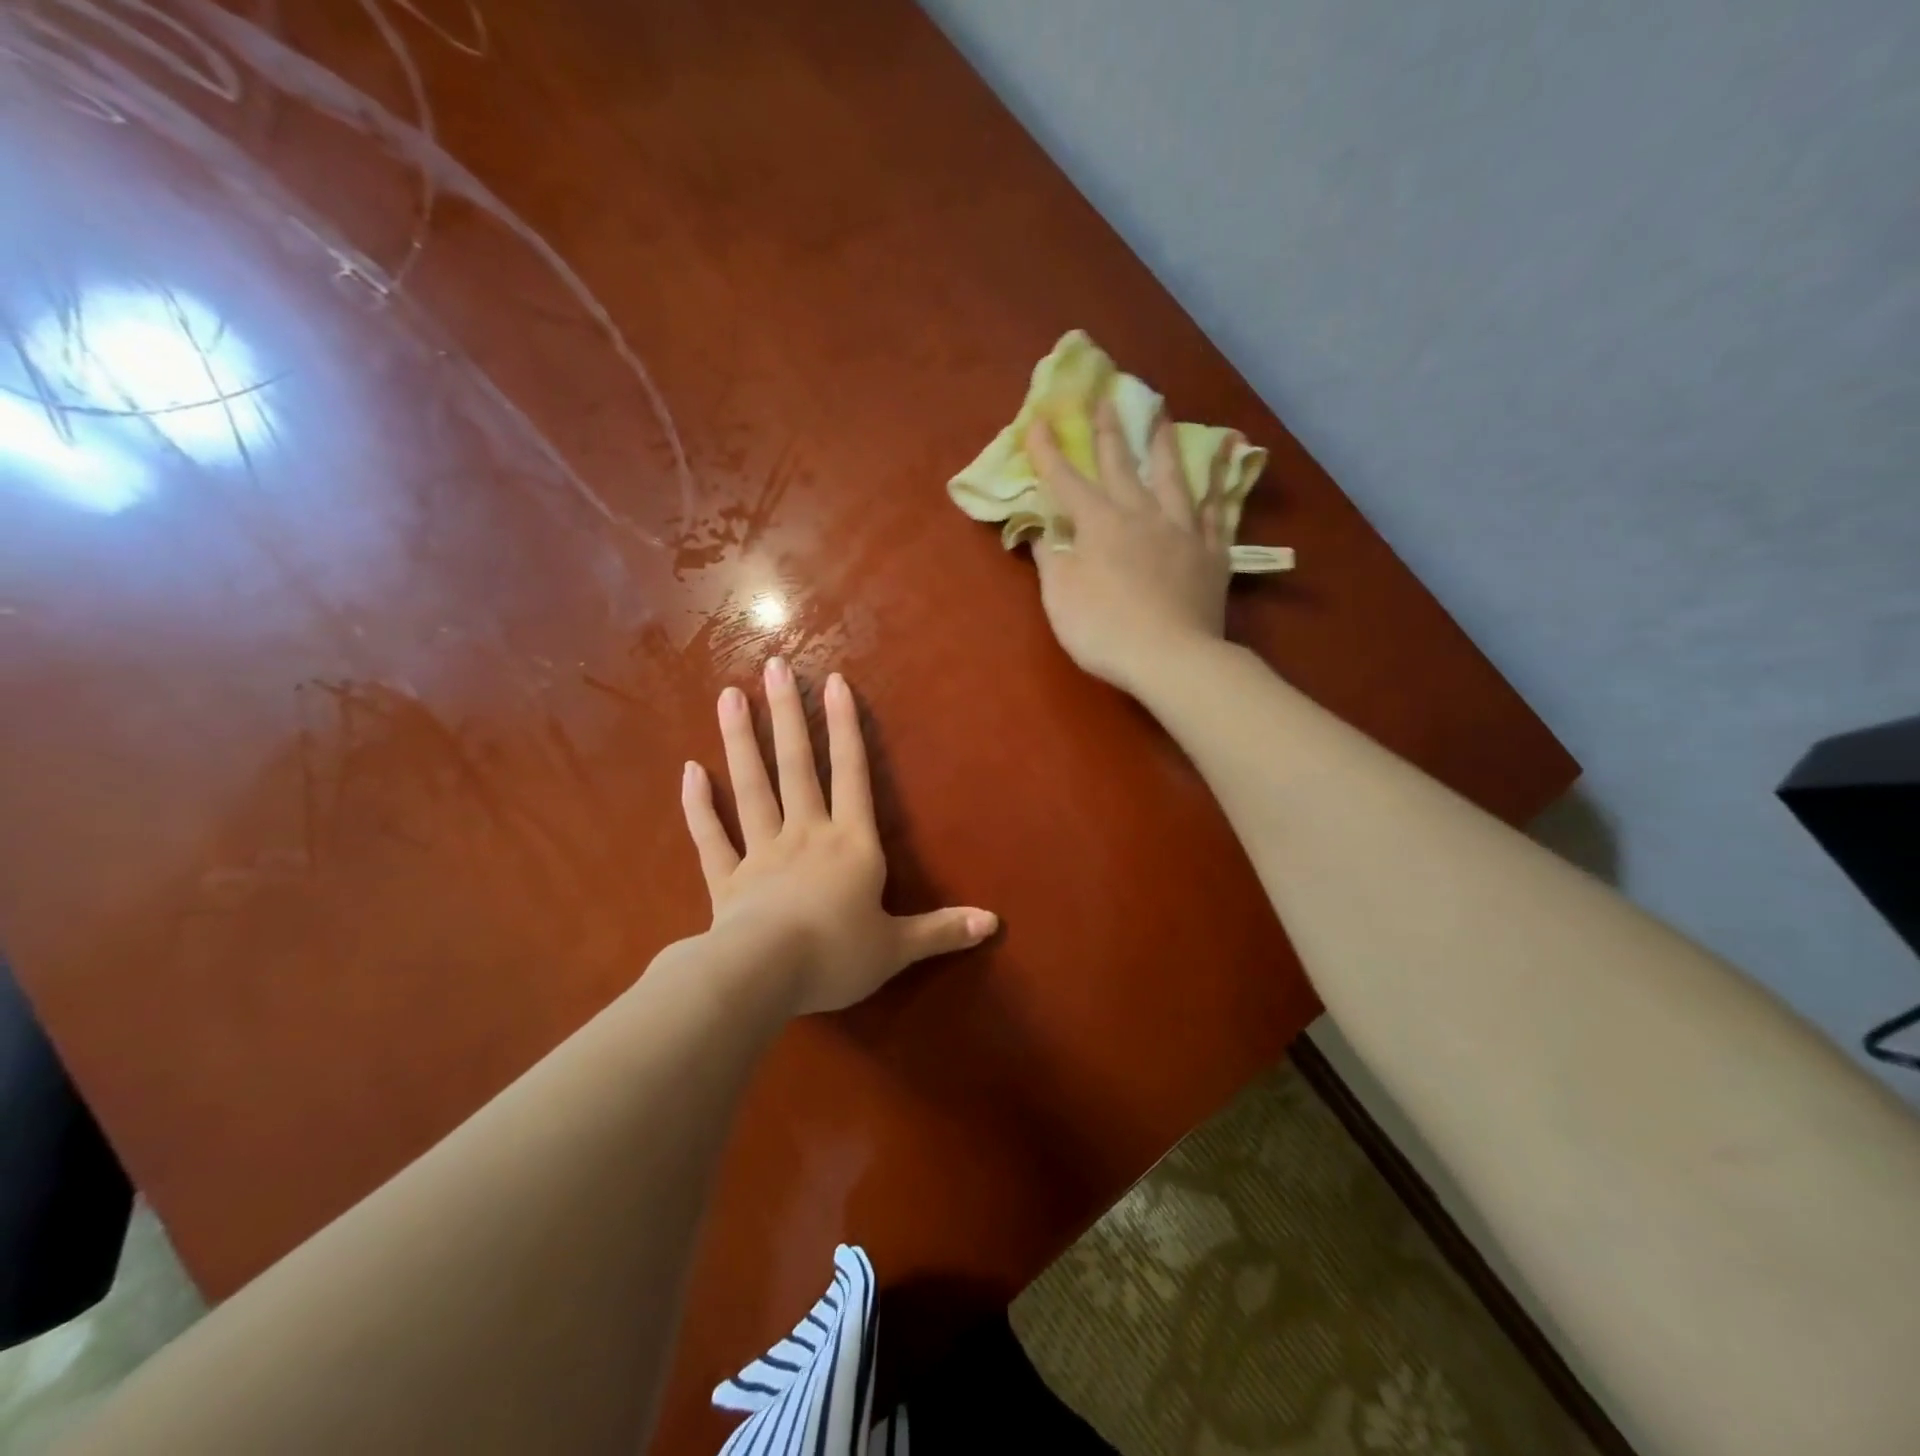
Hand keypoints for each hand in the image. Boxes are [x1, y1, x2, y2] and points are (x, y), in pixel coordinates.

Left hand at [679, 659, 996, 1015]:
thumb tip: (994, 922)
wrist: (766, 976)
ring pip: (751, 787)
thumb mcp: (898, 947)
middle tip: (773, 666)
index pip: (852, 775)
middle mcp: (806, 835)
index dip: (847, 728)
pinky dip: (698, 805)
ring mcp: (761, 853)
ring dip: (740, 741)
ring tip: (729, 695)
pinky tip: (689, 770)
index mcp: (850, 845)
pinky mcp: (726, 880)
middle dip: (789, 715)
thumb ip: (943, 930)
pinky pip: (711, 836)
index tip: (834, 681)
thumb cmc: (837, 956)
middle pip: (797, 766)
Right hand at [1026, 399, 1231, 695]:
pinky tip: (1224, 469)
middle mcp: (1142, 515)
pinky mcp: (1212, 554)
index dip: (1049, 453)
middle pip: (1122, 465)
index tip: (1038, 421)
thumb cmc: (1104, 629)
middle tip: (1107, 397)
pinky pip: (1218, 513)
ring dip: (1165, 444)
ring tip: (1163, 415)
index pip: (1067, 481)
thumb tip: (1041, 531)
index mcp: (1100, 524)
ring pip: (1174, 477)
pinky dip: (1219, 488)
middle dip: (1109, 431)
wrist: (1171, 657)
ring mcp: (1183, 531)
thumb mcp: (1060, 596)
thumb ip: (1051, 558)